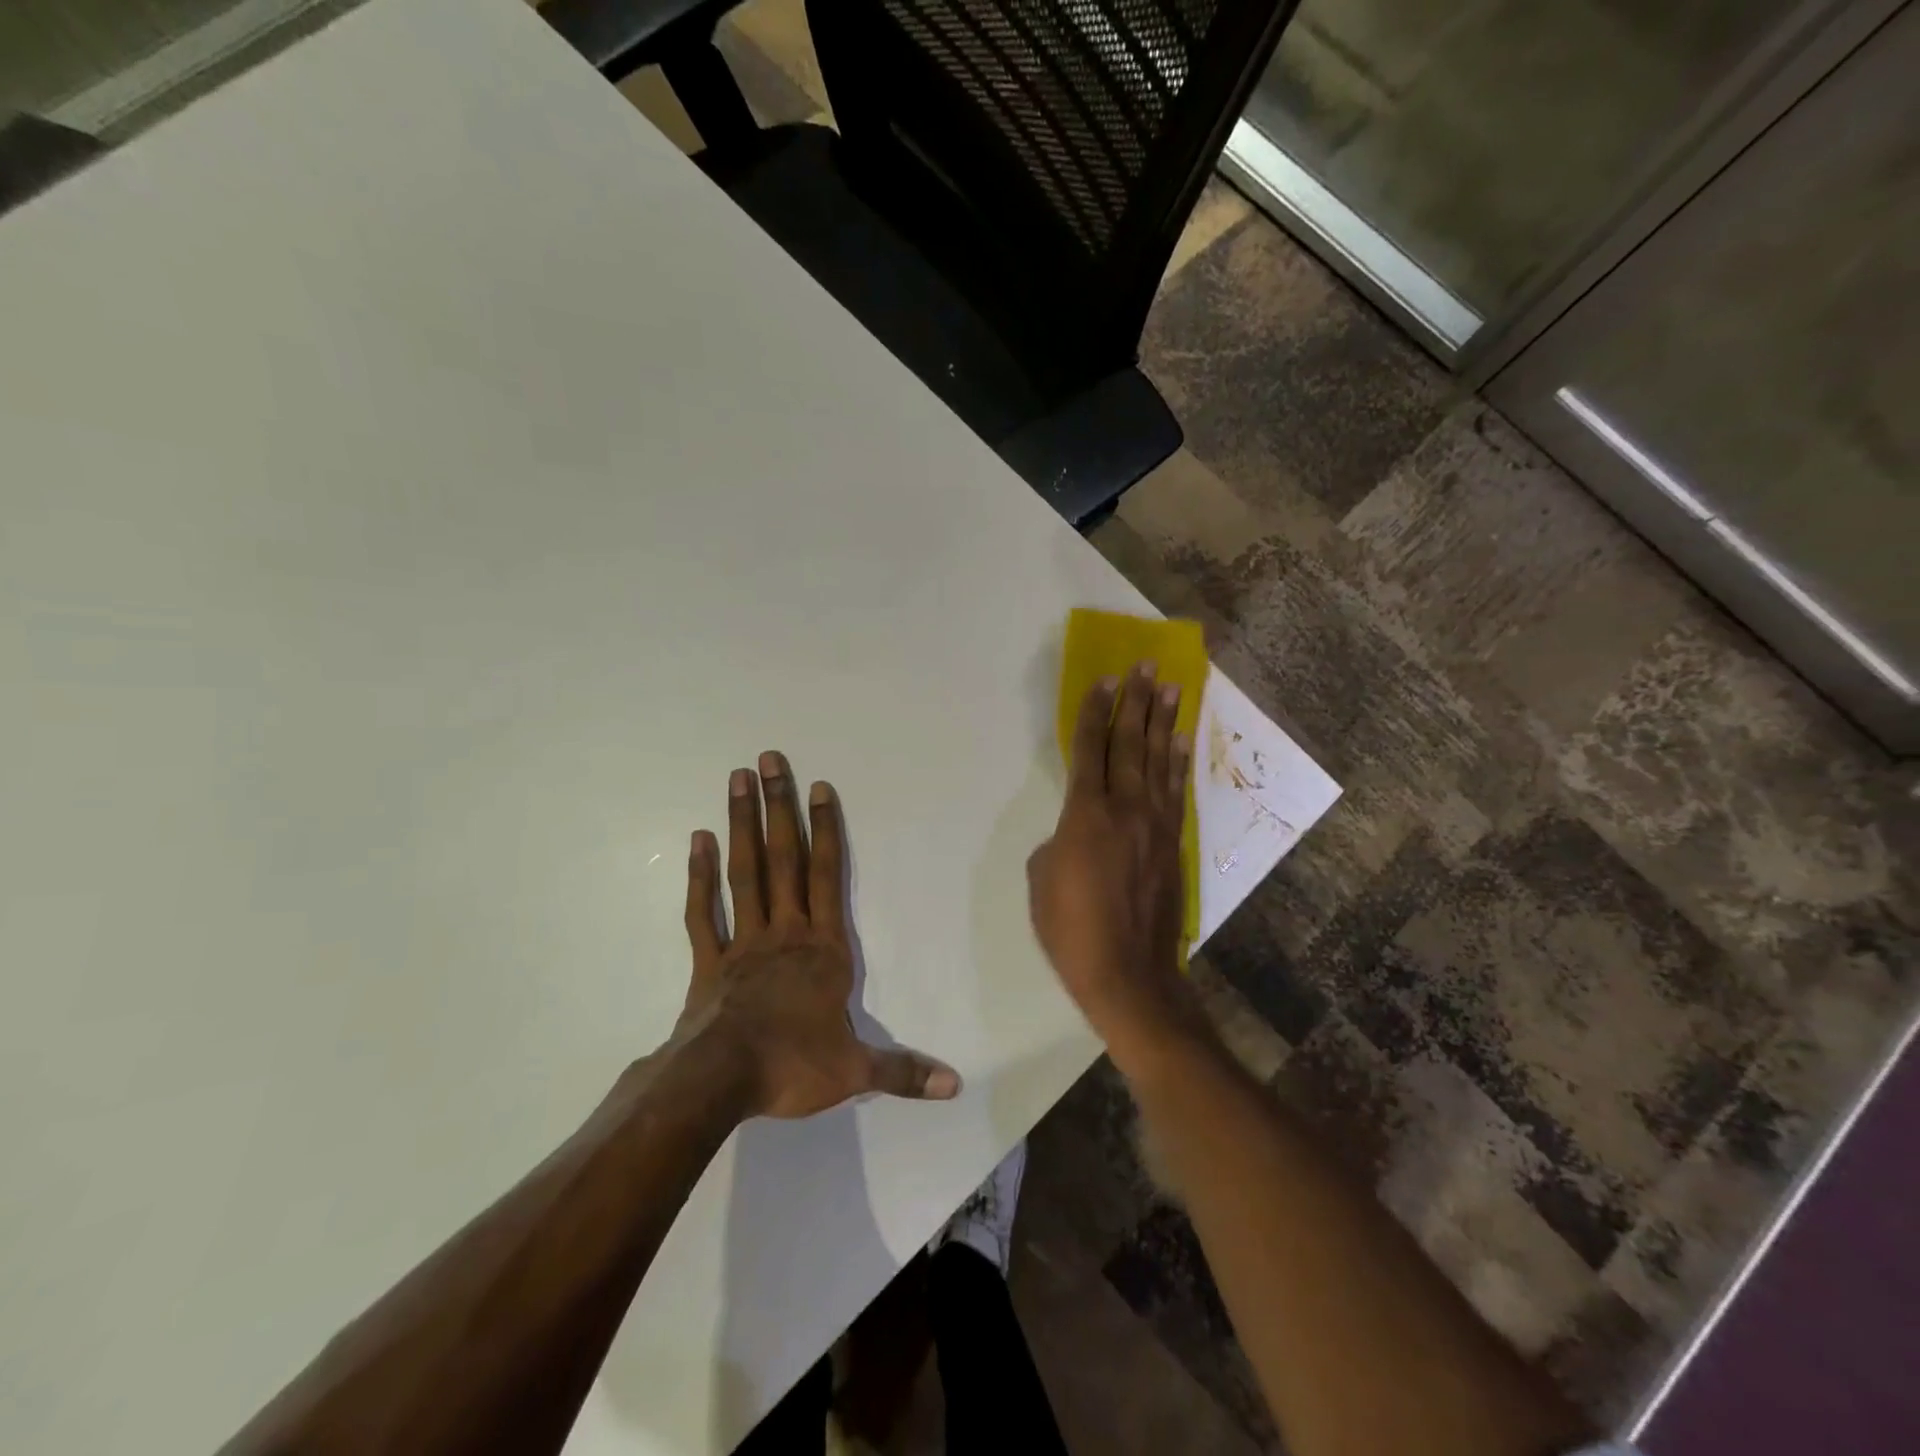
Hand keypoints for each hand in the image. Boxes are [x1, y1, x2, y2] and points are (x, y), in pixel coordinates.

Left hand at [675, 751, 960, 1119]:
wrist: (719, 1083)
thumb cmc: (791, 1067)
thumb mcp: (854, 1072)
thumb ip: (903, 1071)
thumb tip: (955, 1085)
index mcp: (822, 949)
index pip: (828, 876)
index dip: (825, 830)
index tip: (819, 787)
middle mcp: (784, 932)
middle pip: (783, 858)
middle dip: (779, 807)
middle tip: (768, 759)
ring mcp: (742, 941)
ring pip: (744, 872)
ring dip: (741, 824)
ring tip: (737, 780)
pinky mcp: (708, 960)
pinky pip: (703, 911)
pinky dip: (699, 876)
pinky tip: (699, 840)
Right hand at [1027, 664, 1203, 1061]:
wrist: (1128, 973)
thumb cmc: (1070, 929)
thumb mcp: (1041, 879)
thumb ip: (1059, 841)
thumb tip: (1075, 832)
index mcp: (1085, 815)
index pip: (1089, 750)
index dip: (1096, 713)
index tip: (1106, 680)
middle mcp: (1125, 809)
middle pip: (1129, 744)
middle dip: (1135, 702)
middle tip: (1146, 666)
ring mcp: (1155, 825)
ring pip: (1159, 761)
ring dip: (1164, 722)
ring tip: (1172, 688)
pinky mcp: (1174, 843)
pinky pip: (1175, 791)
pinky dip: (1178, 762)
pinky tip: (1181, 741)